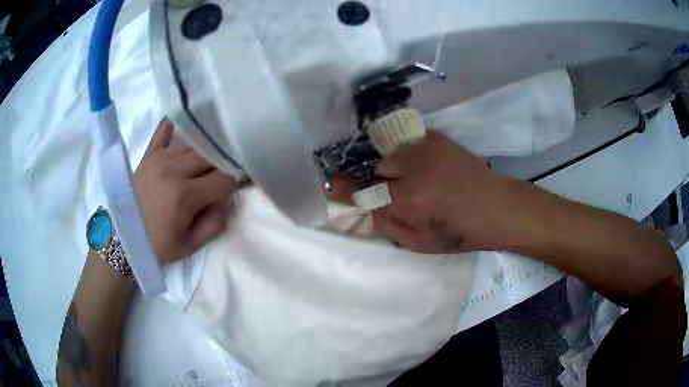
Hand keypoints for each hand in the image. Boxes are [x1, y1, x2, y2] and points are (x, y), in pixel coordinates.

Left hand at [133, 119, 239, 263]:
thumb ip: (215, 224)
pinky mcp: (148, 155)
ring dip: (205, 151)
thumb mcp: (190, 246)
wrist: (122, 238)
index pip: (224, 178)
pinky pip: (163, 131)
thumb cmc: (157, 246)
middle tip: (228, 169)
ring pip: (193, 145)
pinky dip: (174, 126)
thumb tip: (226, 199)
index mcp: (184, 197)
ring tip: (210, 157)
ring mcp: (159, 159)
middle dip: (224, 162)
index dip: (239, 179)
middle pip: (211, 155)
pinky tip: (182, 126)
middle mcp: (173, 171)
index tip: (245, 180)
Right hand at [330, 131, 520, 253]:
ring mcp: (427, 148)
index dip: (344, 188)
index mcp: (410, 202)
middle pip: (378, 169)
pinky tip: (430, 168)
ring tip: (420, 179)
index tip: (328, 183)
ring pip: (393, 155)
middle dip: (383, 182)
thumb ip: (388, 224)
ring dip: (397, 168)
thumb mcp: (421, 244)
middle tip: (403, 193)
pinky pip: (409, 145)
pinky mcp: (437, 137)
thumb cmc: (462, 233)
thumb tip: (369, 206)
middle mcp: (415, 170)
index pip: (364, 192)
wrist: (498, 207)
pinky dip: (411, 156)